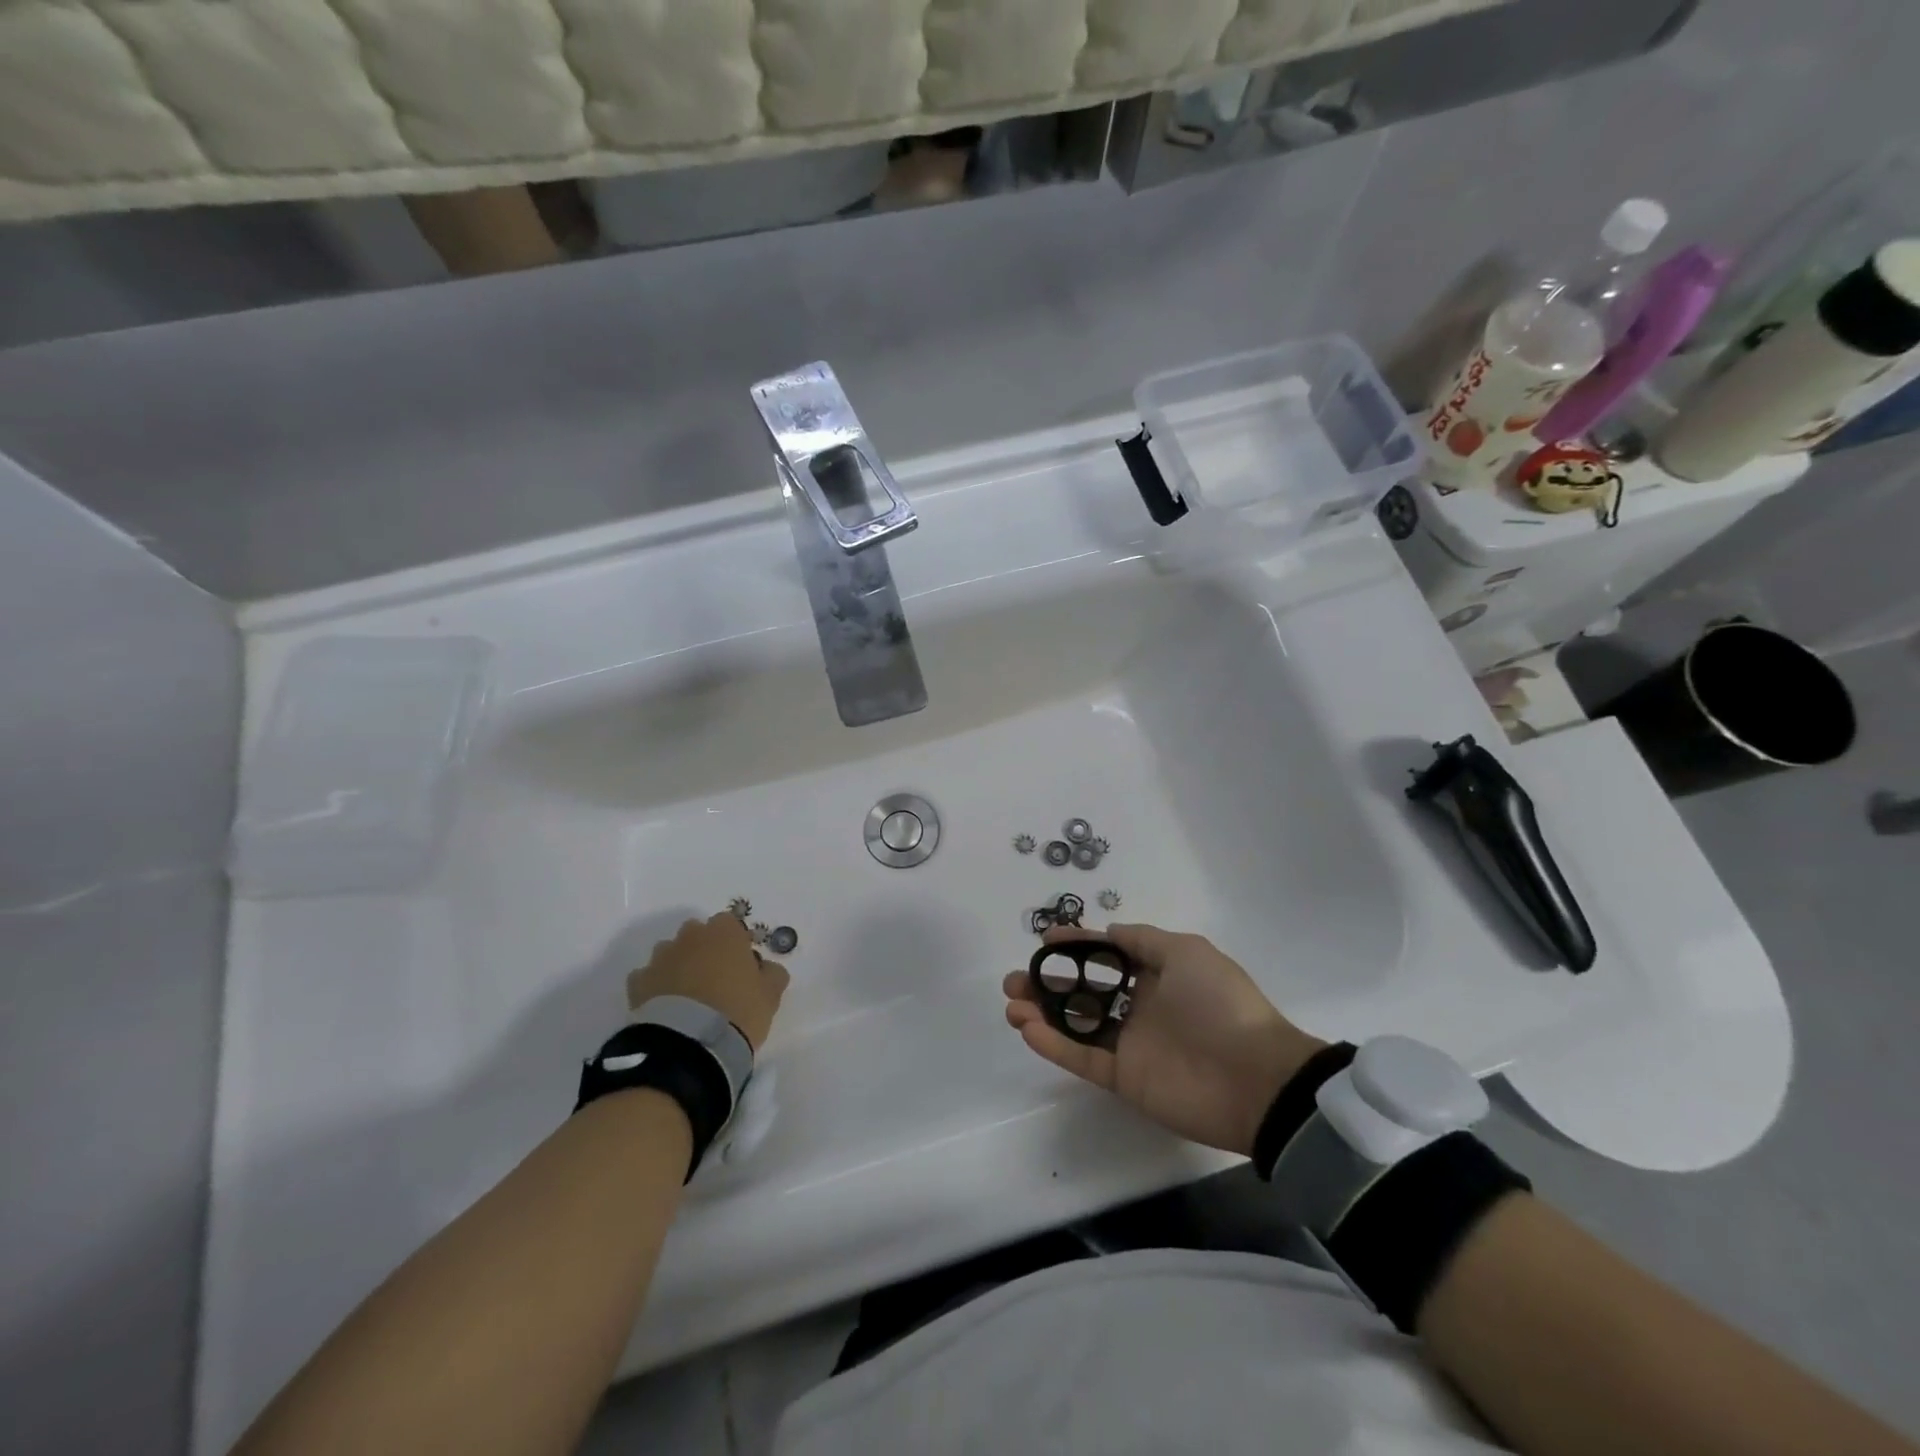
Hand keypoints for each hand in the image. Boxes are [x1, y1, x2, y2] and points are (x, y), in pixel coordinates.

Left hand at [627, 915, 788, 1050]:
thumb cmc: (738, 1010)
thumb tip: (765, 968)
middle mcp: (690, 937)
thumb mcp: (770, 995)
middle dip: (704, 951)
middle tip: (716, 981)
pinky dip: (656, 988)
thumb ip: (772, 974)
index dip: (736, 944)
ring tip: (688, 998)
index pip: (730, 925)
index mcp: (724, 932)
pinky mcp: (638, 983)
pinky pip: (648, 979)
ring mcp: (660, 958)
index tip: (742, 966)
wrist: (689, 1043)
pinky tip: (666, 1009)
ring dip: (679, 967)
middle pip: (698, 935)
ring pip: (671, 954)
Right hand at [1002, 922, 1324, 1156]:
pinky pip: (1082, 1058)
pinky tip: (1028, 1028)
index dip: (1076, 946)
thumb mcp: (1187, 951)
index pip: (1107, 955)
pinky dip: (1054, 1045)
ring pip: (1075, 1024)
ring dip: (1041, 1013)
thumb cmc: (1220, 1003)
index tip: (1045, 939)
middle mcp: (1139, 1007)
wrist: (1255, 1078)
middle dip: (1047, 983)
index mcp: (1157, 975)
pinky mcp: (1124, 1078)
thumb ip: (1144, 940)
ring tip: (1012, 1004)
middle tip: (1015, 979)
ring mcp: (1130, 1044)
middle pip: (1083, 991)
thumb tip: (1112, 931)